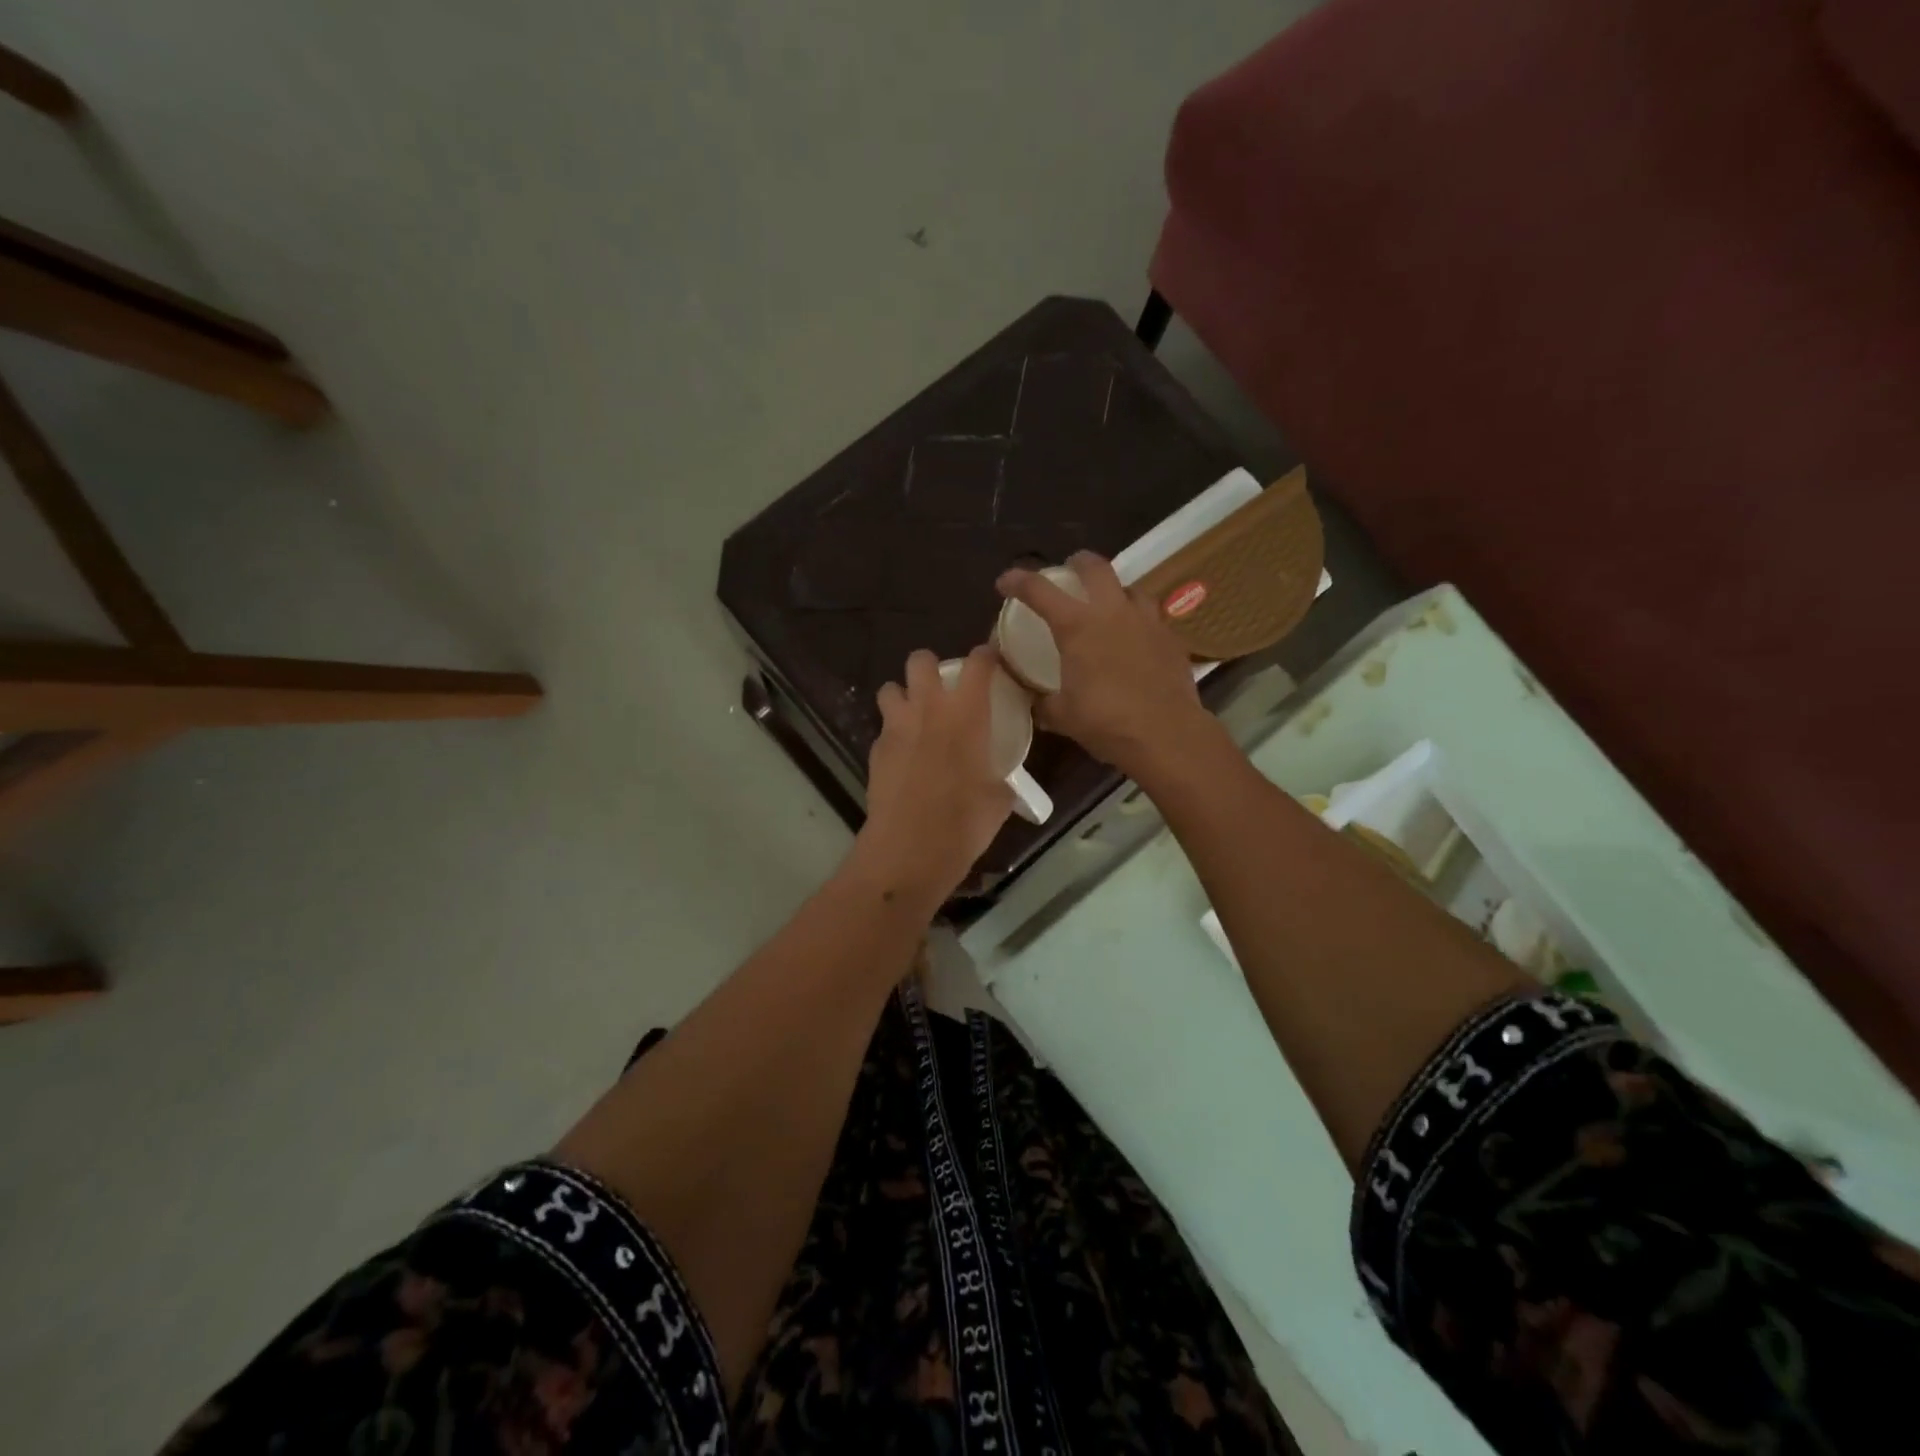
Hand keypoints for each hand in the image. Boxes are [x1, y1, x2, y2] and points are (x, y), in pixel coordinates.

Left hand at [849, 646, 1013, 910]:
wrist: (910, 850)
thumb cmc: (964, 823)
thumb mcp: (998, 799)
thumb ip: (1000, 776)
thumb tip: (1000, 779)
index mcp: (966, 714)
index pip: (977, 664)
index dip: (985, 657)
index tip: (990, 662)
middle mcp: (928, 709)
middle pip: (920, 660)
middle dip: (929, 666)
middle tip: (941, 688)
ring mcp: (896, 727)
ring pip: (890, 688)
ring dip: (902, 695)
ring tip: (914, 716)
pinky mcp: (875, 750)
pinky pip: (884, 727)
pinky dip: (893, 733)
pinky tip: (903, 756)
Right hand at [996, 551, 1214, 777]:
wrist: (1166, 734)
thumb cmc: (1106, 722)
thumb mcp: (1062, 715)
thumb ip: (1042, 701)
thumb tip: (1031, 698)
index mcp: (1077, 626)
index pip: (1039, 590)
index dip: (1018, 581)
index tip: (1004, 582)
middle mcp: (1112, 612)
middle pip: (1095, 567)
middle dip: (1078, 563)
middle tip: (1069, 571)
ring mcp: (1146, 621)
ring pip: (1130, 587)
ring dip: (1114, 590)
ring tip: (1108, 606)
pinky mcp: (1171, 637)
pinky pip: (1151, 616)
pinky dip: (1138, 620)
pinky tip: (1135, 639)